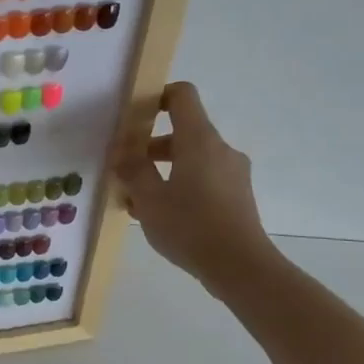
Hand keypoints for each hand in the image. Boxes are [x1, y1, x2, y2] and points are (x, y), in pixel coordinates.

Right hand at [112, 82, 277, 294]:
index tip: (133, 117)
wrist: (241, 267)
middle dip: (149, 147)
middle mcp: (220, 149)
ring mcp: (233, 173)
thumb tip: (122, 153)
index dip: (156, 96)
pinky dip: (179, 186)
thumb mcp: (148, 198)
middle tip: (123, 170)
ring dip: (161, 171)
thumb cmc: (190, 226)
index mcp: (199, 140)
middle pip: (182, 132)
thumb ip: (132, 170)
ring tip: (136, 200)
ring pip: (191, 159)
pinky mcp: (237, 196)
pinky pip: (203, 179)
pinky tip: (160, 215)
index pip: (182, 96)